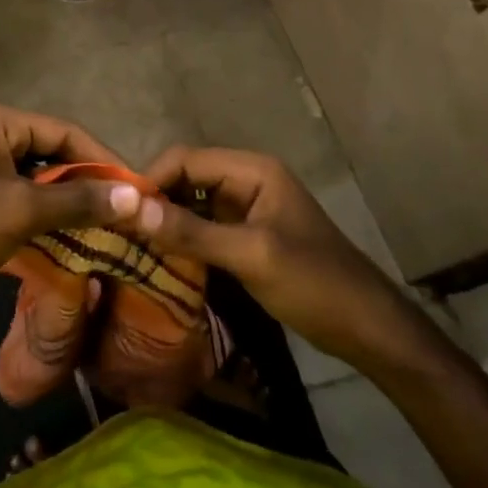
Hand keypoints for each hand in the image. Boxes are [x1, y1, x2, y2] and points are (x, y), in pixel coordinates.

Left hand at [0, 103, 141, 342]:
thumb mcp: (21, 213)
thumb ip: (79, 200)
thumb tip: (138, 196)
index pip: (61, 130)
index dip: (101, 158)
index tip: (136, 187)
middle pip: (48, 151)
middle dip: (84, 181)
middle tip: (124, 209)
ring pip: (34, 177)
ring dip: (66, 201)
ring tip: (105, 225)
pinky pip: (16, 196)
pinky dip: (43, 214)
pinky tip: (70, 236)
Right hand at [134, 147, 412, 364]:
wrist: (368, 328)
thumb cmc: (314, 282)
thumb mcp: (251, 256)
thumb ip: (192, 232)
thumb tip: (132, 208)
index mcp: (252, 170)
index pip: (187, 158)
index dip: (152, 178)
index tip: (120, 210)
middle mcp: (247, 180)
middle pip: (187, 178)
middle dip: (155, 199)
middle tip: (120, 231)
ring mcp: (247, 209)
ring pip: (193, 204)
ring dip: (166, 221)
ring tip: (131, 245)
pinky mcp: (247, 236)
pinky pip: (204, 228)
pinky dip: (183, 239)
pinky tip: (161, 259)